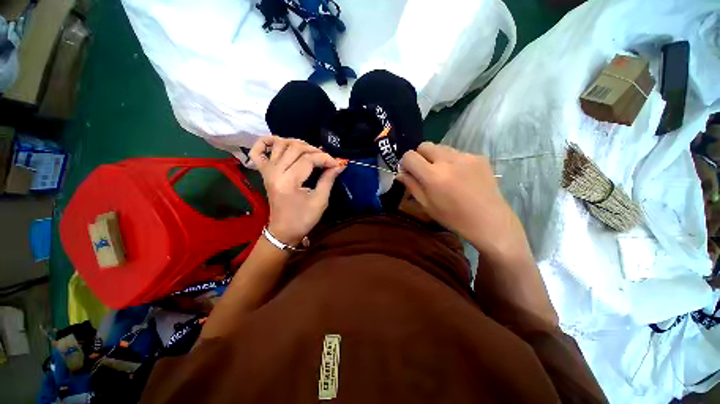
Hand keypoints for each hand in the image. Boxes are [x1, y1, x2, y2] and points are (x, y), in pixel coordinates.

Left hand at [246, 136, 343, 245]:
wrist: (283, 231)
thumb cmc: (303, 219)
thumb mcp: (320, 201)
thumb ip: (328, 179)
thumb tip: (339, 164)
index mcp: (289, 181)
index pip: (309, 159)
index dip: (326, 158)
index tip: (337, 164)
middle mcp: (275, 172)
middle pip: (295, 148)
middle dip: (315, 150)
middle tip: (326, 160)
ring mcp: (267, 171)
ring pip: (280, 144)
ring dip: (297, 143)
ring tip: (310, 152)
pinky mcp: (264, 173)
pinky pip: (257, 152)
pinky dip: (265, 142)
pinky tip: (278, 142)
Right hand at [397, 142, 525, 258]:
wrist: (489, 221)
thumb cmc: (453, 217)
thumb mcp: (426, 205)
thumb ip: (411, 185)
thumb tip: (400, 173)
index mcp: (433, 175)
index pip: (410, 156)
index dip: (405, 162)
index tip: (408, 171)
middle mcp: (448, 160)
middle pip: (424, 145)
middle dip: (419, 156)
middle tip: (424, 171)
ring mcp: (465, 156)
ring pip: (441, 147)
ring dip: (436, 157)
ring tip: (443, 173)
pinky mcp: (479, 157)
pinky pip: (457, 153)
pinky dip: (452, 161)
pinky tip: (460, 176)